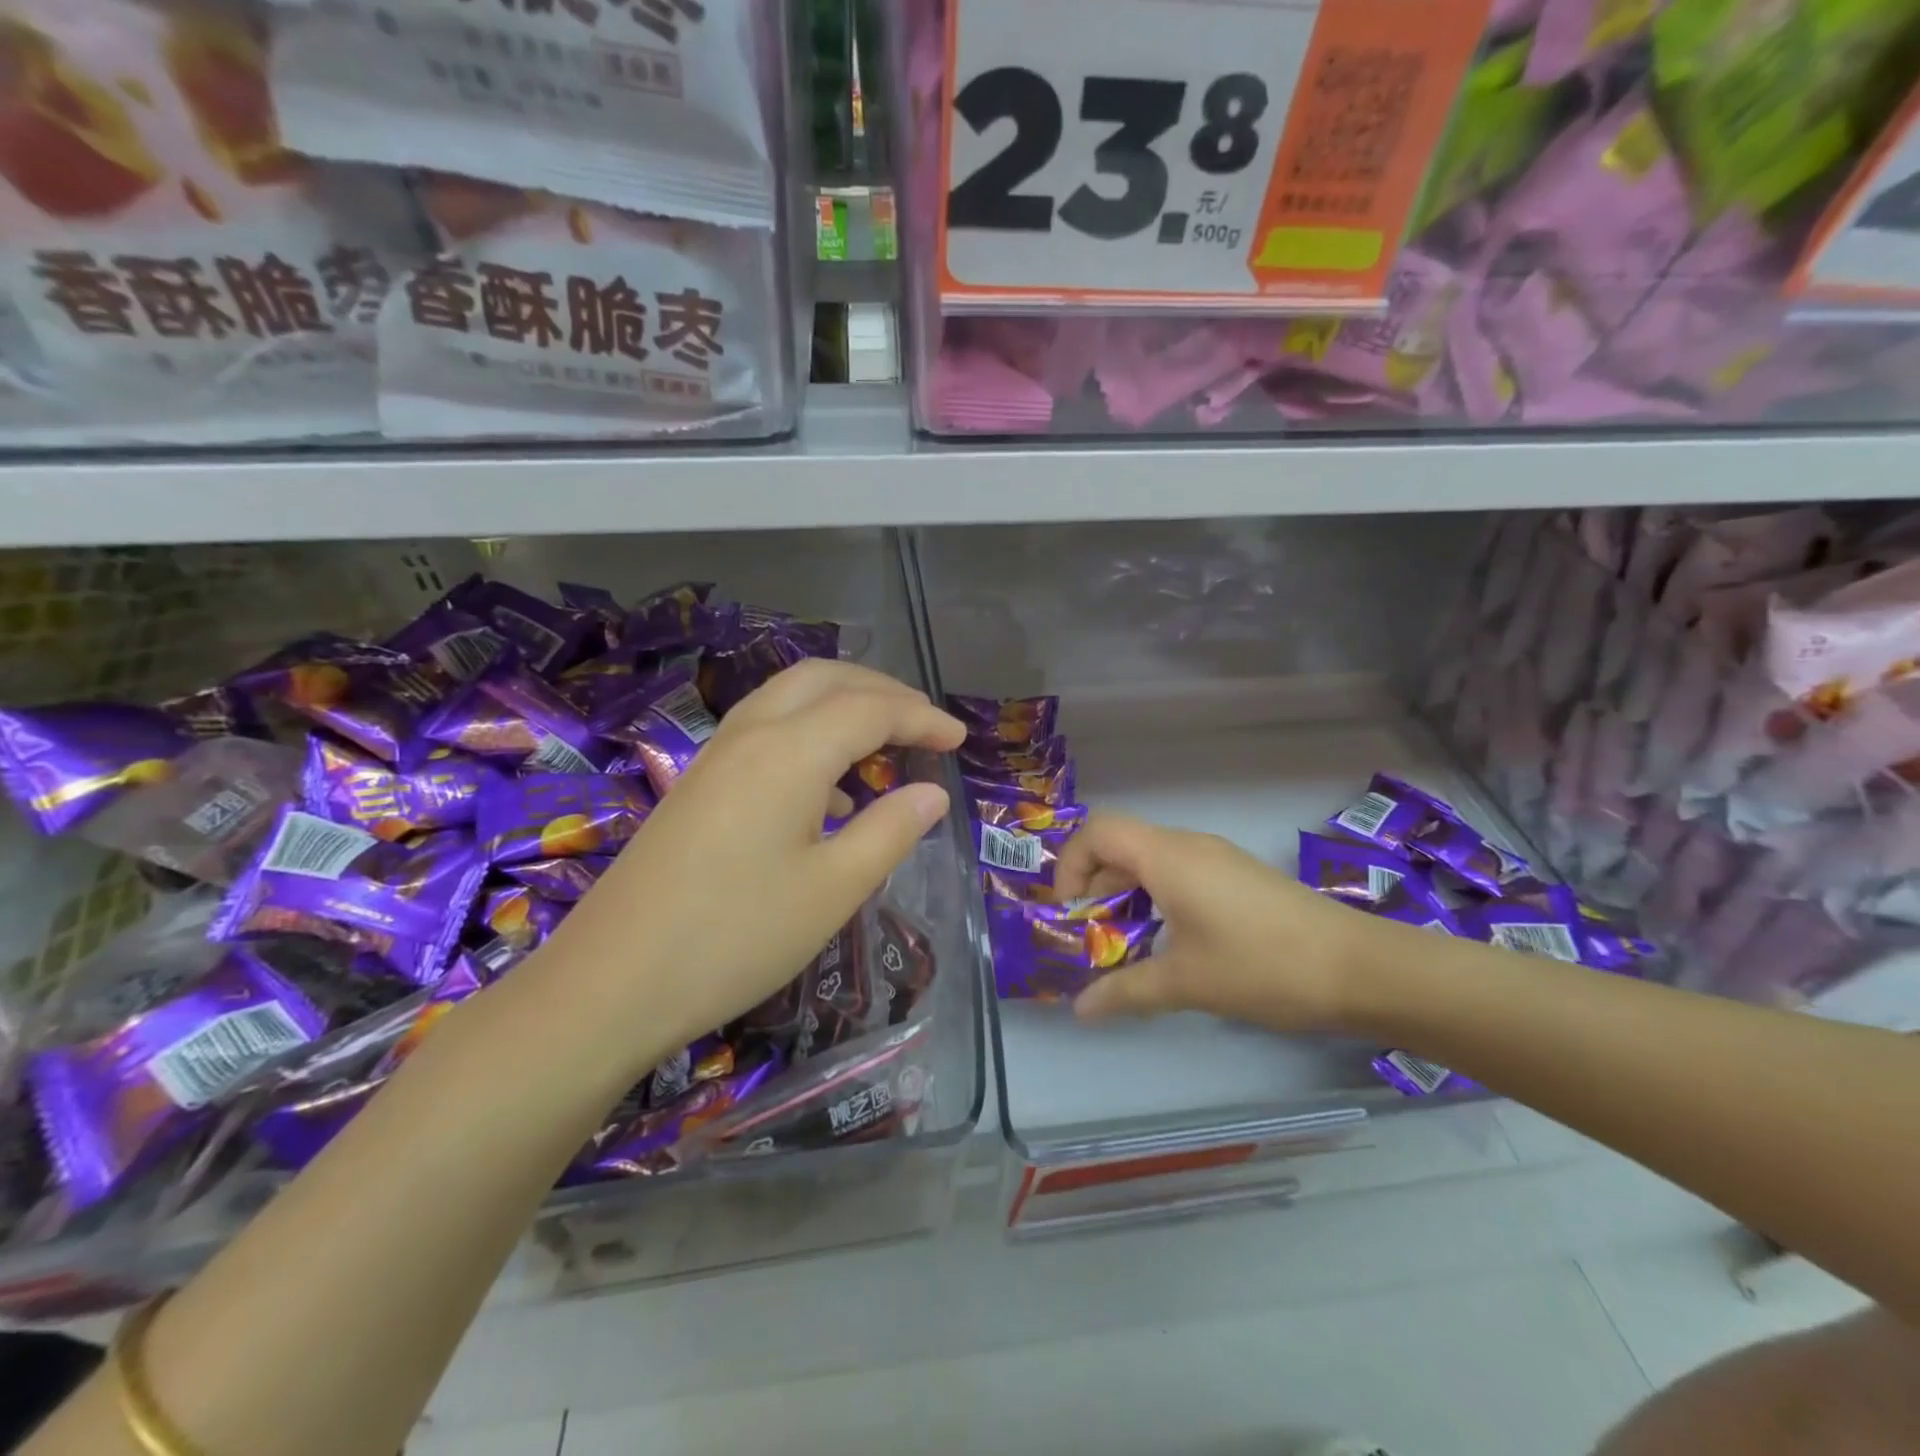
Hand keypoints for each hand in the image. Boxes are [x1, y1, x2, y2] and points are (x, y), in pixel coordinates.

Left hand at [541, 661, 965, 1060]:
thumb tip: (932, 795)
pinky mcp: (698, 782)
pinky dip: (809, 734)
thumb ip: (891, 831)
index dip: (922, 718)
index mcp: (790, 752)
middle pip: (825, 678)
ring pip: (789, 696)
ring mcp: (716, 756)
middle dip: (882, 690)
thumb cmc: (737, 937)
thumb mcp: (834, 889)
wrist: (611, 982)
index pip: (870, 709)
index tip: (960, 740)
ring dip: (843, 705)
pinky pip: (765, 730)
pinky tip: (826, 794)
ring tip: (883, 747)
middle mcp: (751, 734)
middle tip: (924, 725)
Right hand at [1054, 812, 1382, 1033]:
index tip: (1072, 914)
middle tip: (1090, 937)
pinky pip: (1179, 872)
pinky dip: (1156, 898)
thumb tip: (1080, 1009)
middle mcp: (1188, 845)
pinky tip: (1170, 942)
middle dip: (1094, 886)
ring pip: (1150, 860)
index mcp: (1167, 856)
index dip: (1071, 864)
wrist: (1361, 968)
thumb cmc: (1262, 966)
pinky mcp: (1238, 876)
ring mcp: (1218, 858)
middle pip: (1120, 844)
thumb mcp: (1186, 982)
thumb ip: (1125, 990)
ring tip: (1125, 944)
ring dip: (1126, 895)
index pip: (1097, 831)